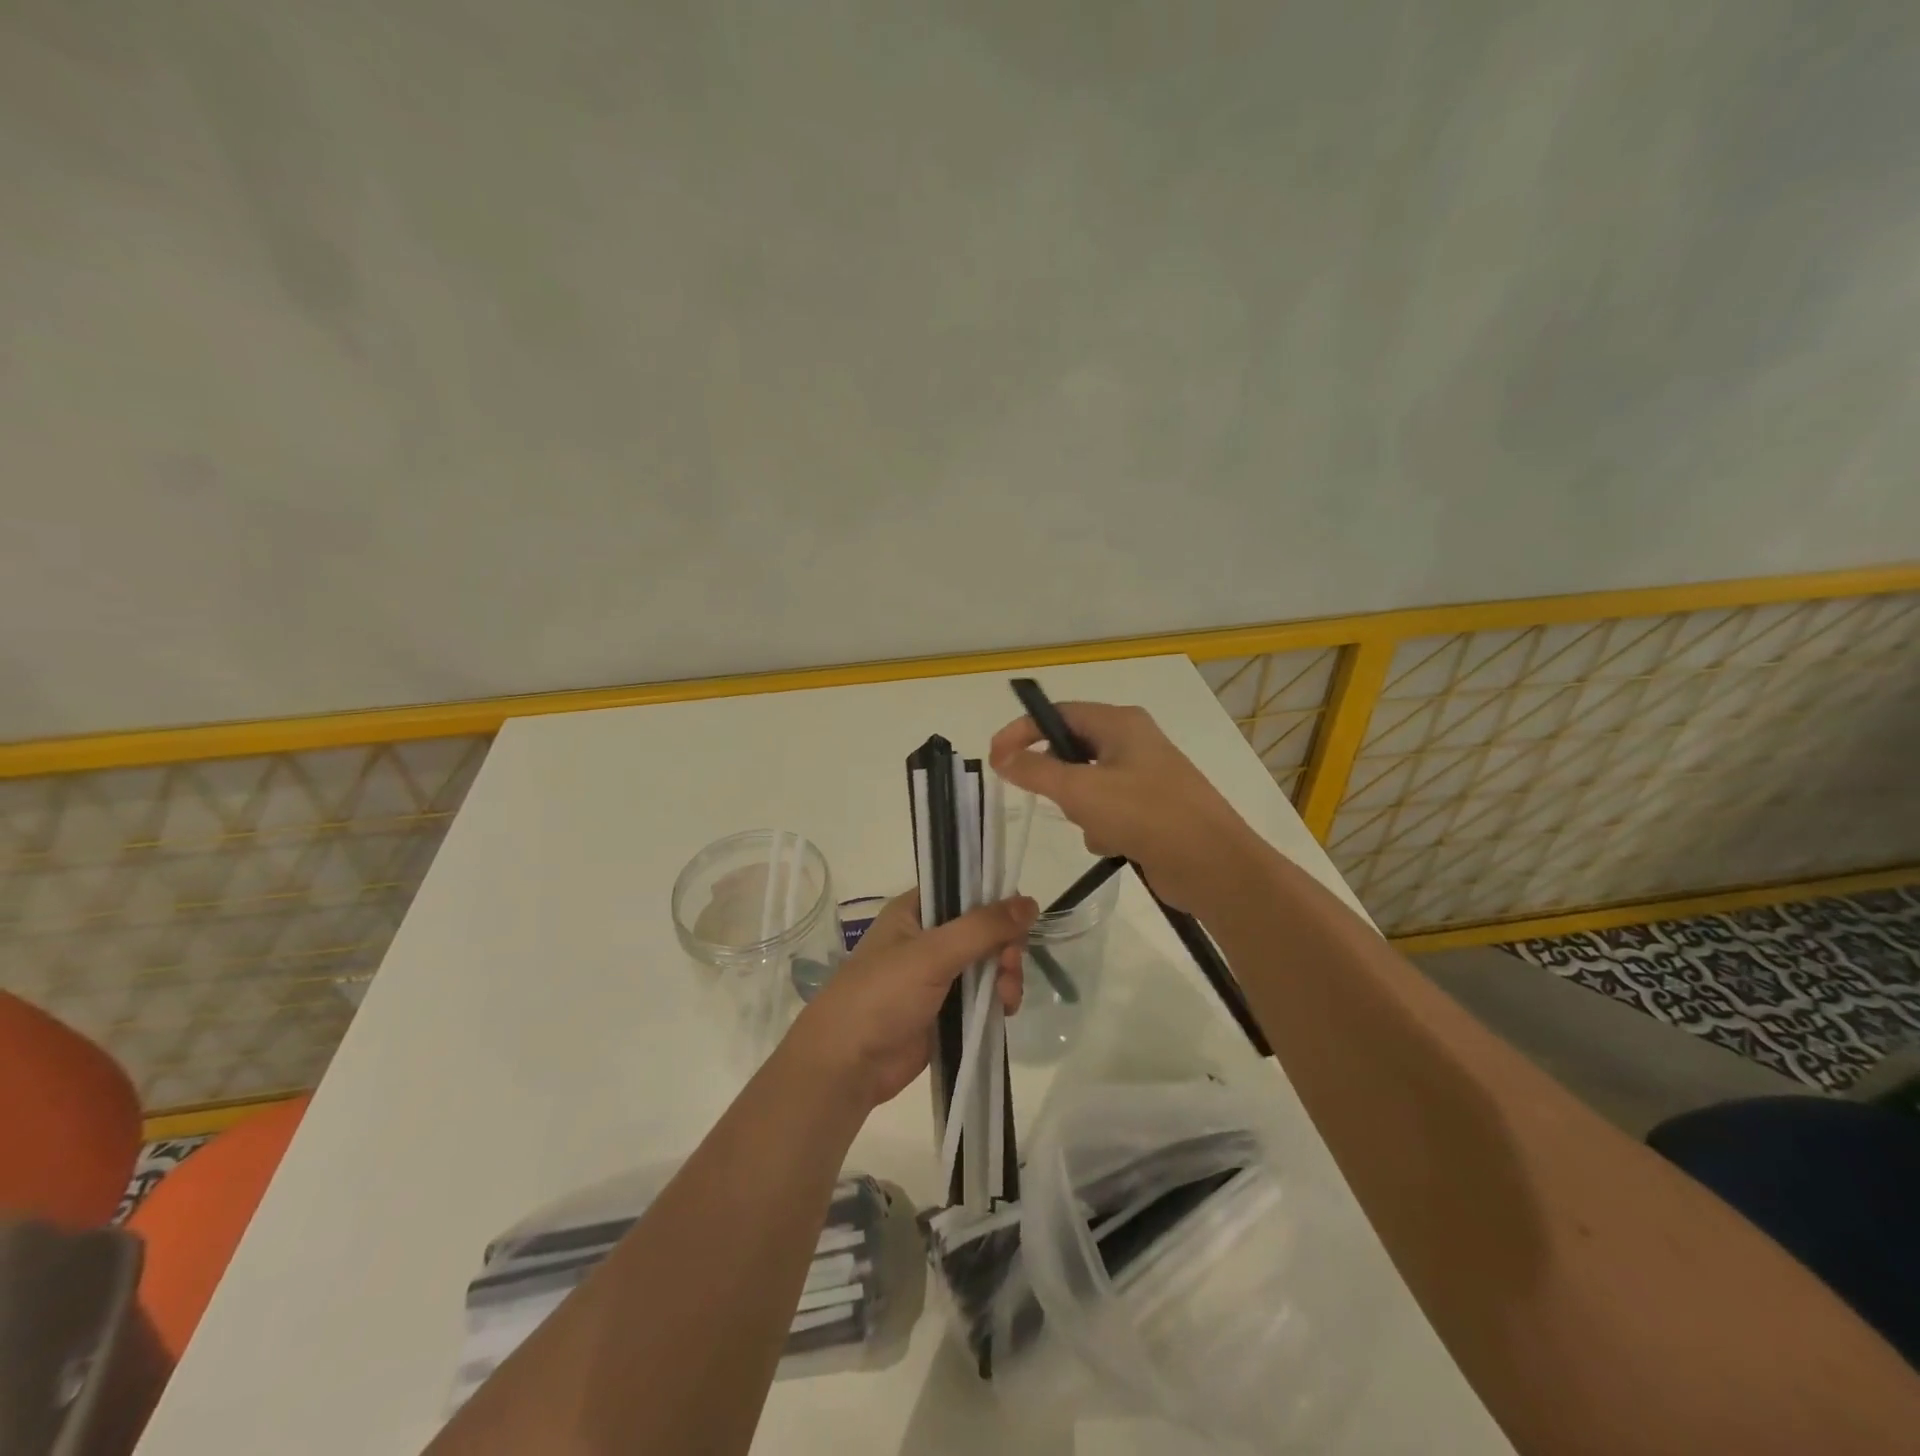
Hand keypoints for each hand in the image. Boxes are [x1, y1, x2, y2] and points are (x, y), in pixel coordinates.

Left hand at [786, 891, 1036, 1110]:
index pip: (965, 890)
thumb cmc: (882, 995)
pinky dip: (998, 1000)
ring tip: (1005, 998)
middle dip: (1004, 947)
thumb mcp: (933, 953)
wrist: (848, 1066)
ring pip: (988, 964)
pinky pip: (984, 996)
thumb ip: (983, 927)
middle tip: (1008, 965)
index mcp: (915, 911)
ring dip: (1005, 976)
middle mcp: (928, 938)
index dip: (995, 901)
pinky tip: (1003, 1011)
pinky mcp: (946, 1011)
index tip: (1018, 920)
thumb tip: (1031, 902)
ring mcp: (937, 976)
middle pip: (984, 930)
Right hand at [989, 701, 1261, 911]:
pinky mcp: (1150, 810)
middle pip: (1072, 750)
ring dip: (1081, 809)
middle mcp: (1133, 742)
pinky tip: (1115, 845)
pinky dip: (1102, 827)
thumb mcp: (1081, 790)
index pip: (1058, 714)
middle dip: (1058, 780)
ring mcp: (1145, 777)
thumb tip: (1002, 757)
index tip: (994, 758)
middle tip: (1049, 800)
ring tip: (1097, 827)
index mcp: (1121, 723)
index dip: (1022, 731)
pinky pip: (1107, 810)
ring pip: (1087, 785)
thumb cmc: (1145, 815)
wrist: (1213, 865)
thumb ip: (1036, 771)